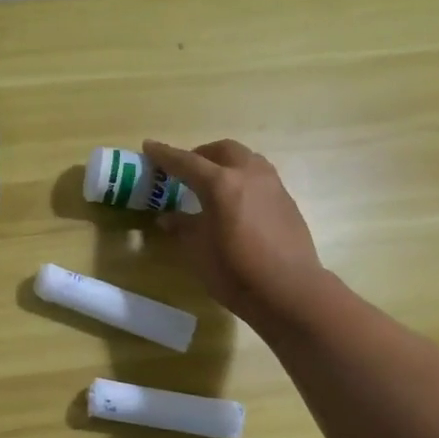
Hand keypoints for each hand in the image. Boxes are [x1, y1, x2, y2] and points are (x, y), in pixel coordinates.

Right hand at [144, 138, 322, 324]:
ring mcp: (272, 185)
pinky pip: (260, 176)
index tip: (149, 146)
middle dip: (200, 155)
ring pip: (246, 159)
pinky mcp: (286, 200)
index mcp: (221, 184)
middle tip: (185, 170)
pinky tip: (237, 201)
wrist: (289, 291)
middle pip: (222, 150)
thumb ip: (183, 227)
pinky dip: (242, 178)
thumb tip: (168, 218)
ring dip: (225, 162)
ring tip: (212, 182)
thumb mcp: (199, 251)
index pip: (186, 162)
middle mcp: (249, 174)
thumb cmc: (236, 272)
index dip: (165, 155)